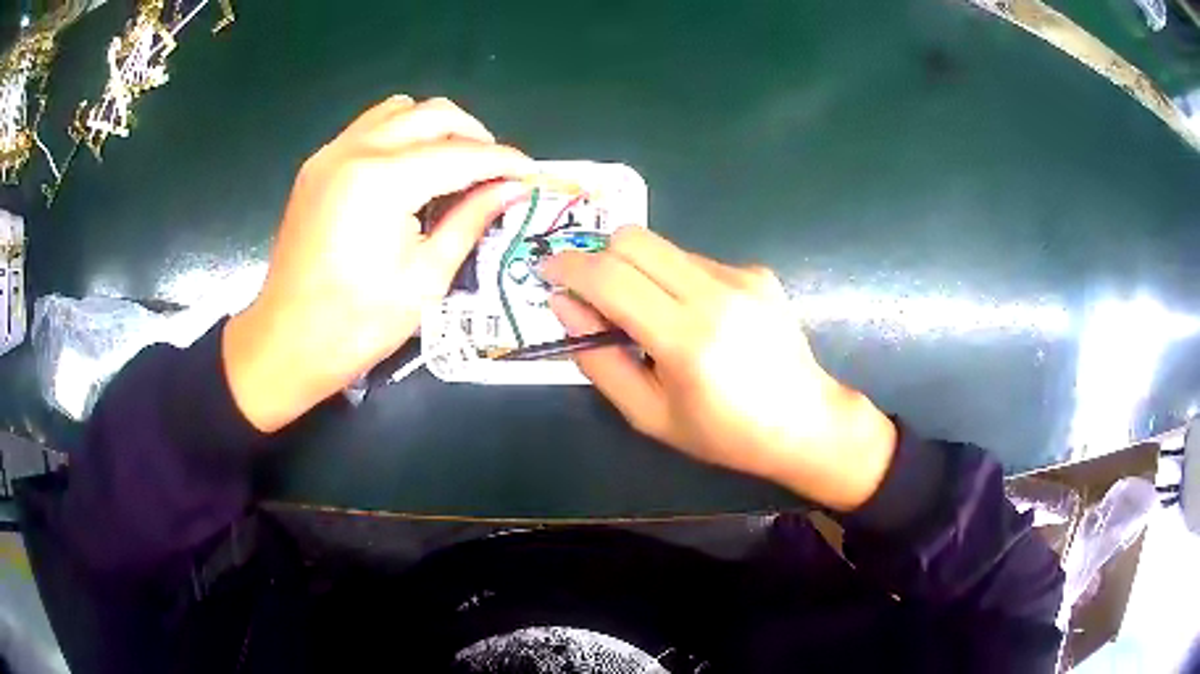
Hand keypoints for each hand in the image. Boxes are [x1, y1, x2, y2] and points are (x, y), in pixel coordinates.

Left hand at [224, 96, 532, 431]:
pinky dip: (402, 134)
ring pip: (400, 109)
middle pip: (433, 114)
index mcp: (382, 181)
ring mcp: (331, 153)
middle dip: (475, 136)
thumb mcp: (426, 278)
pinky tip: (411, 169)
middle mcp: (355, 150)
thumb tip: (513, 189)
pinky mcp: (318, 165)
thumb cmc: (357, 325)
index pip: (460, 154)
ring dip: (437, 128)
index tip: (532, 173)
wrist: (286, 343)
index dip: (503, 161)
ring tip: (455, 165)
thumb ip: (471, 220)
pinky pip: (371, 126)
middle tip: (496, 172)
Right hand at [543, 228, 896, 510]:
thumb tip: (565, 306)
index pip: (610, 277)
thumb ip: (600, 360)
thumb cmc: (724, 434)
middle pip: (634, 238)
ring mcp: (741, 276)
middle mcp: (715, 293)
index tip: (549, 273)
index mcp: (686, 339)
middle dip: (600, 257)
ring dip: (639, 271)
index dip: (570, 268)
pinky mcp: (756, 273)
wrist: (805, 422)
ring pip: (663, 247)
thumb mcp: (649, 415)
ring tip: (652, 317)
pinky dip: (674, 279)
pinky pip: (694, 260)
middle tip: (594, 295)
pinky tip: (695, 318)